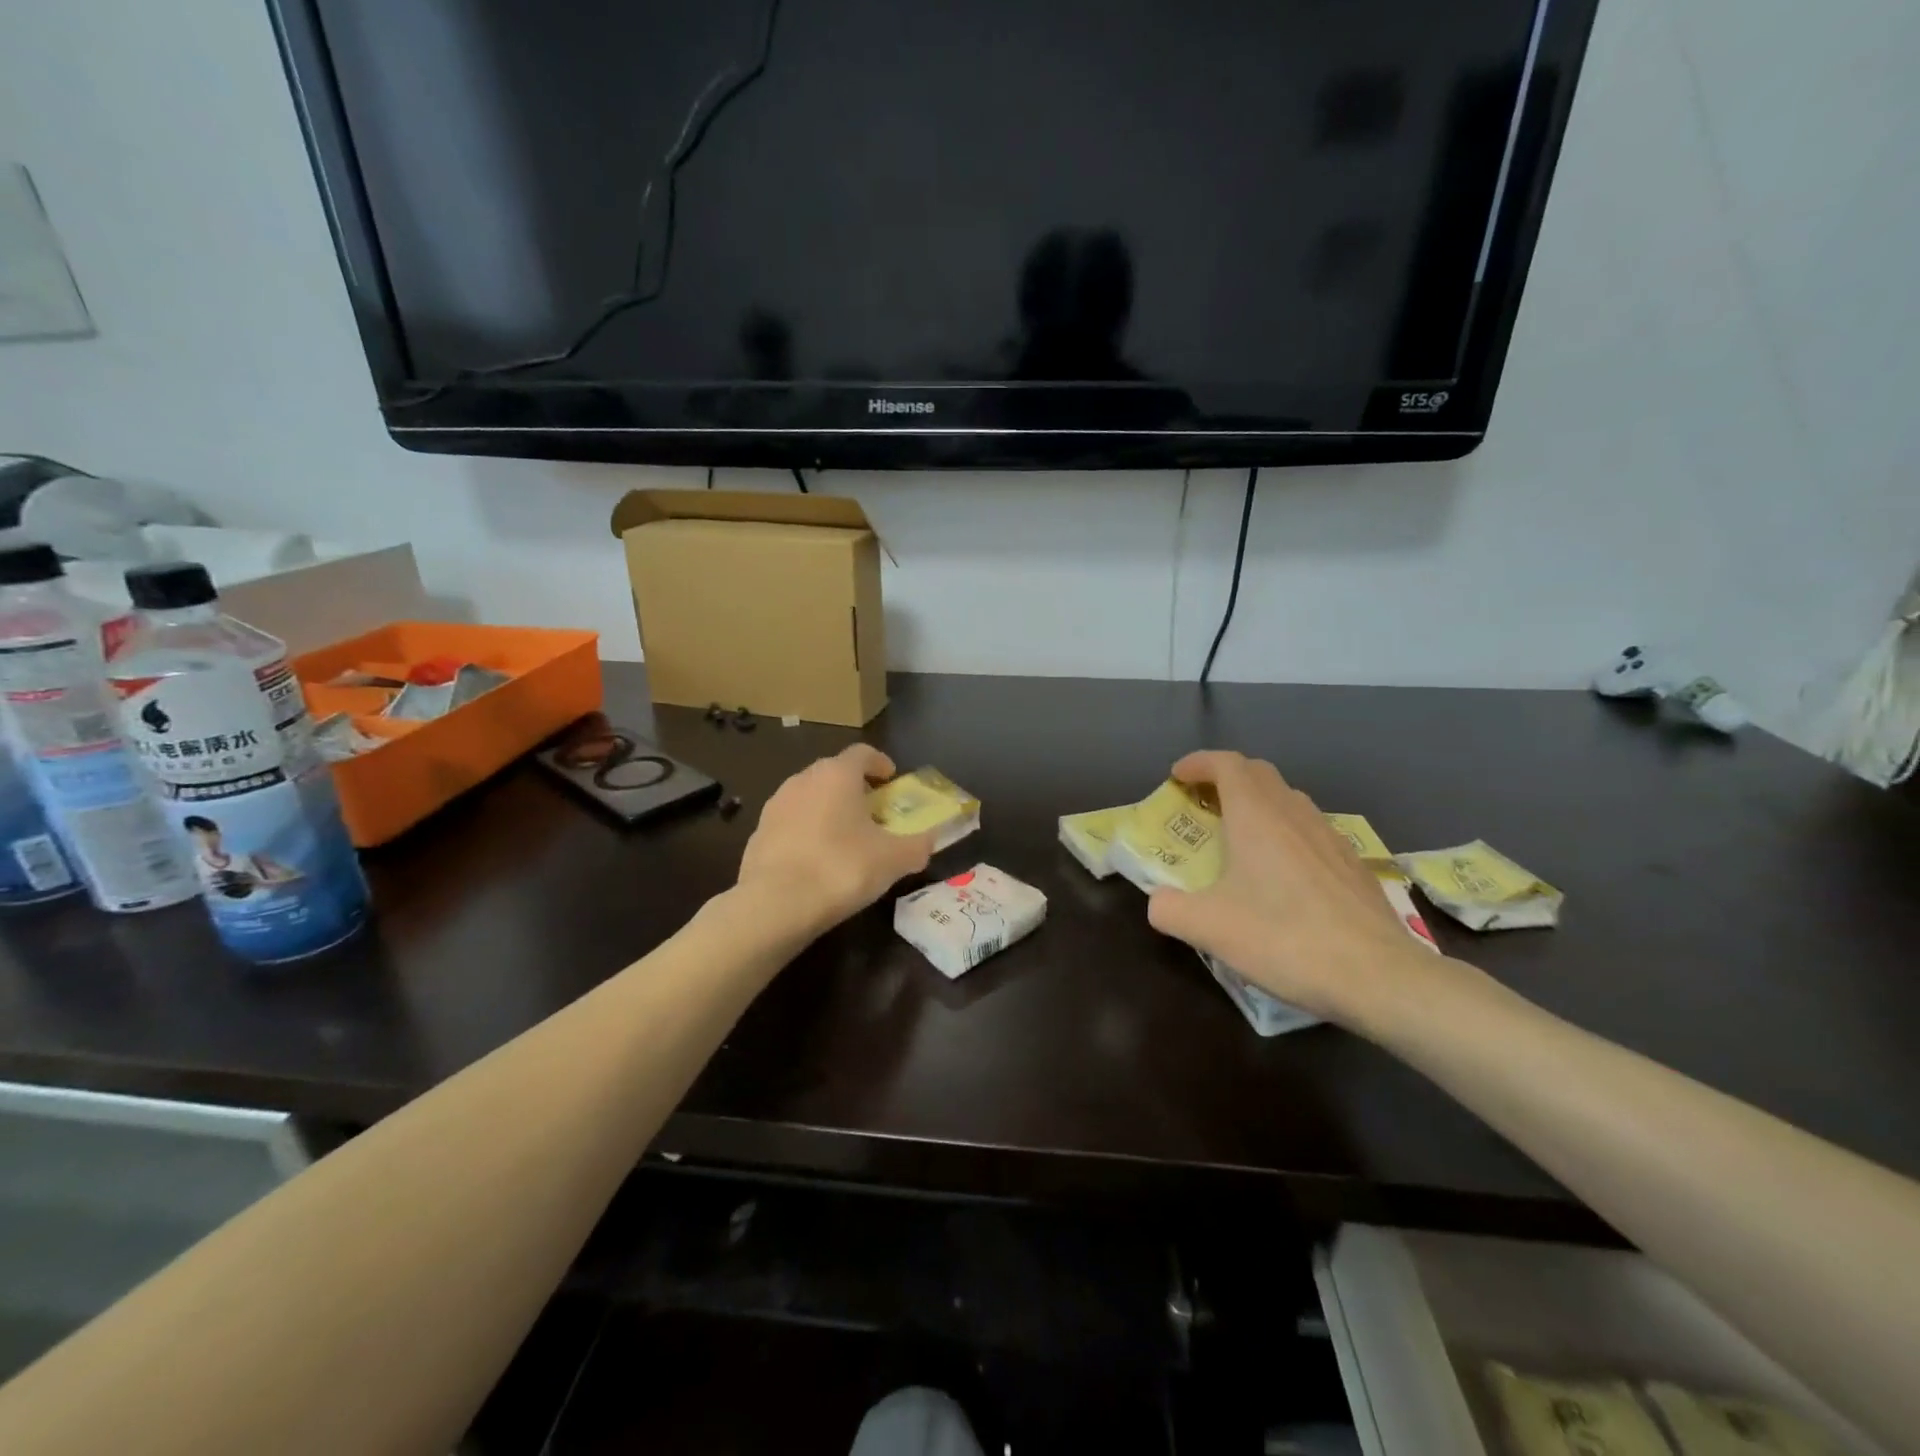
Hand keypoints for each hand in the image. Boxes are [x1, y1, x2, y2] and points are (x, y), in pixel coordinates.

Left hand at [737, 745, 935, 932]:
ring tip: (845, 837)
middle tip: (873, 812)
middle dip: (855, 787)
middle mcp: (803, 779)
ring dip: (828, 809)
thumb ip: (917, 845)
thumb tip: (931, 840)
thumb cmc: (841, 868)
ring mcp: (775, 805)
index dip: (880, 763)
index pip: (862, 753)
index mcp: (837, 774)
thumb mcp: (893, 860)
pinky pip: (791, 823)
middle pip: (834, 773)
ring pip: (810, 797)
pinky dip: (807, 832)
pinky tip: (817, 859)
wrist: (774, 905)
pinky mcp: (758, 833)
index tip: (891, 780)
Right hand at [1145, 750, 1434, 1027]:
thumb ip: (1169, 908)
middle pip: (1258, 773)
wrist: (1378, 975)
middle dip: (1226, 776)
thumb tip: (1159, 901)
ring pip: (1288, 798)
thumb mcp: (1209, 928)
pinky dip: (1284, 829)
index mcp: (1256, 816)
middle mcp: (1294, 814)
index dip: (1198, 763)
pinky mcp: (1352, 862)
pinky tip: (1281, 870)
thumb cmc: (1285, 939)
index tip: (1177, 776)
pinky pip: (1309, 828)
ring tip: (1239, 833)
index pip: (1226, 764)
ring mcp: (1329, 836)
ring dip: (1257, 802)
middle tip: (1202, 800)